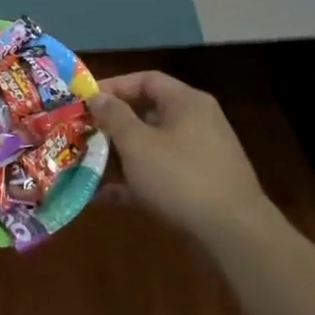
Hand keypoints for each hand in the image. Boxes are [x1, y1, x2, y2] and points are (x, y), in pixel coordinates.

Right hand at [89, 71, 270, 238]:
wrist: (233, 235)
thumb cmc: (180, 177)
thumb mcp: (137, 143)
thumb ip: (114, 116)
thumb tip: (98, 97)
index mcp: (186, 103)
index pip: (146, 80)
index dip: (113, 86)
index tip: (84, 100)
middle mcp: (196, 123)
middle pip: (147, 113)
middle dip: (112, 124)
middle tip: (81, 132)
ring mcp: (199, 157)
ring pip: (151, 147)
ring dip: (119, 155)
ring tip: (85, 163)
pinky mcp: (198, 188)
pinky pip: (159, 175)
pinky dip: (133, 182)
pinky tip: (103, 196)